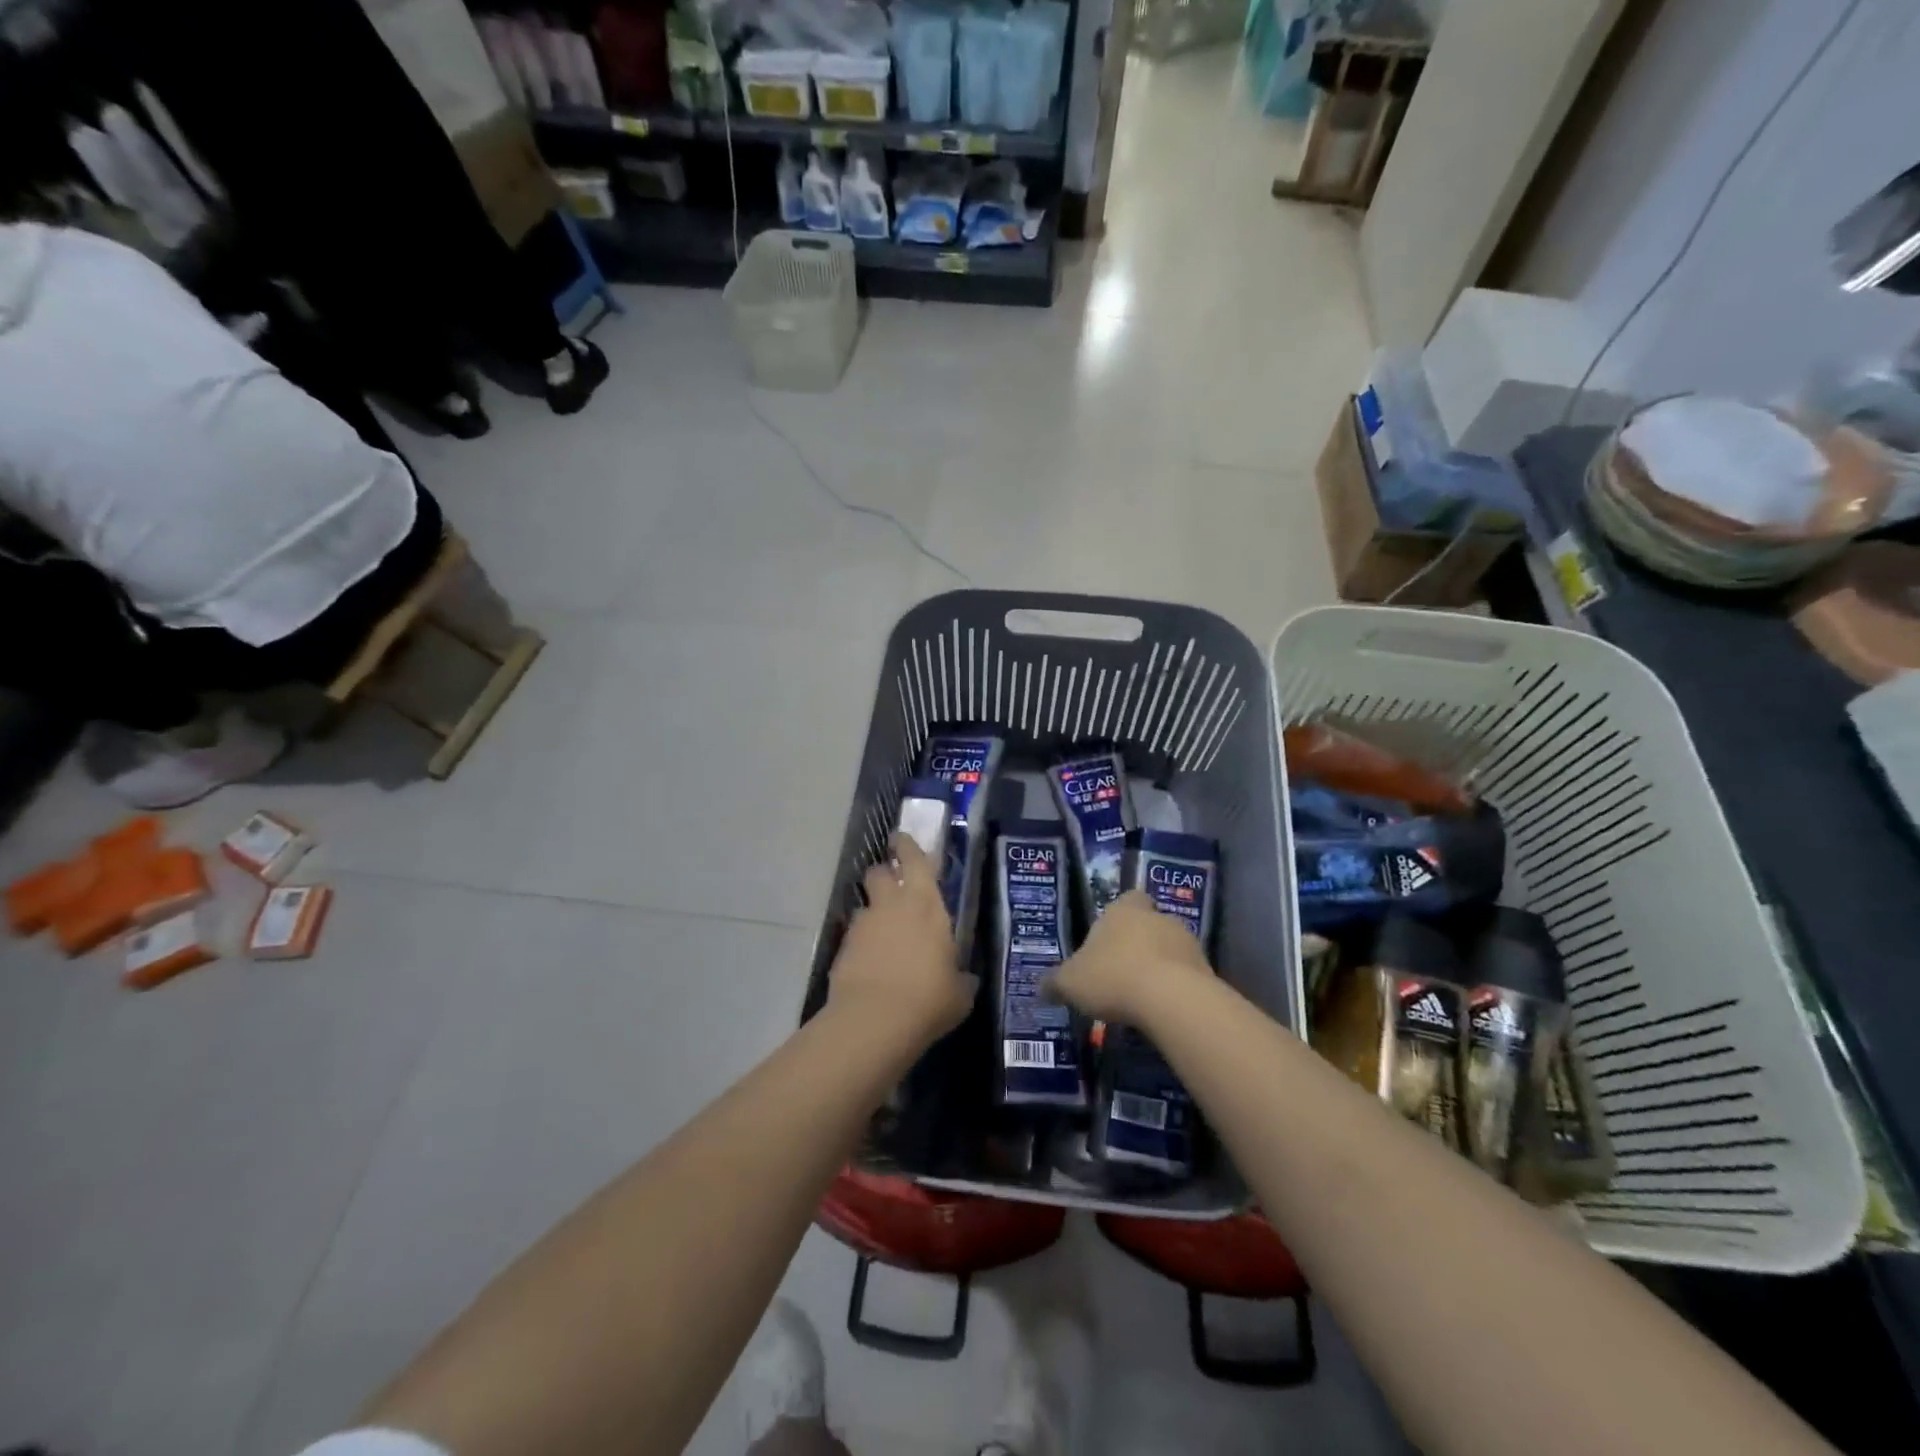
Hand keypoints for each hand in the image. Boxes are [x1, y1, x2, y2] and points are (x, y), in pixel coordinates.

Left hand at [827, 834, 977, 1050]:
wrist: (875, 1020)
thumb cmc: (929, 998)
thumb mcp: (960, 992)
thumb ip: (961, 977)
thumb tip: (965, 978)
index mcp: (926, 904)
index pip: (914, 859)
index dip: (906, 846)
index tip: (901, 840)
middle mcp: (892, 905)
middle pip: (879, 872)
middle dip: (884, 875)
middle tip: (893, 889)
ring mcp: (863, 925)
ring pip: (864, 905)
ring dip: (873, 914)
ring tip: (883, 939)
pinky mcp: (843, 948)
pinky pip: (853, 936)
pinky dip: (861, 944)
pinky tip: (871, 966)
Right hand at [1046, 891, 1211, 1025]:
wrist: (1171, 999)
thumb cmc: (1112, 977)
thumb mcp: (1070, 983)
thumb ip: (1055, 983)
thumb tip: (1040, 988)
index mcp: (1123, 910)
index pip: (1127, 899)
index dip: (1119, 916)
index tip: (1110, 938)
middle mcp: (1157, 917)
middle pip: (1148, 924)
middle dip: (1138, 944)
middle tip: (1121, 972)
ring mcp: (1186, 942)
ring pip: (1170, 949)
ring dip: (1159, 966)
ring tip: (1141, 996)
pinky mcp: (1206, 969)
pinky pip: (1187, 975)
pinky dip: (1175, 988)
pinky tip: (1162, 1010)